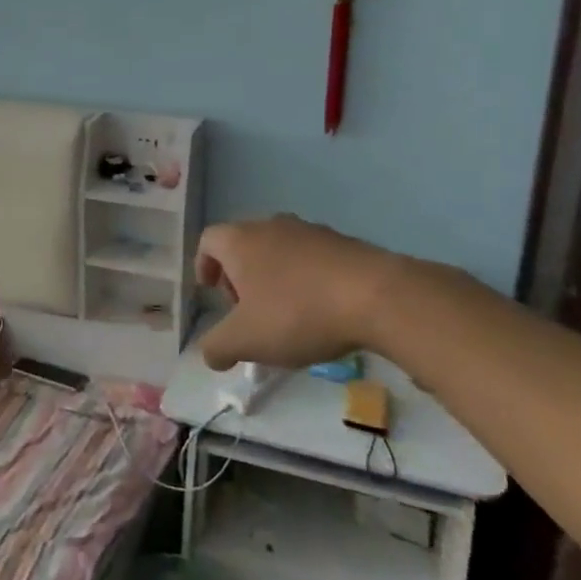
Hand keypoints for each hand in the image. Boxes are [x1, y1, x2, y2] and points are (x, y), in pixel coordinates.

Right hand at [197, 216, 407, 371]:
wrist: (377, 297)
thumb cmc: (297, 313)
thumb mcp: (246, 340)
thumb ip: (217, 347)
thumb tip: (210, 354)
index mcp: (240, 240)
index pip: (208, 240)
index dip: (203, 265)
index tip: (211, 292)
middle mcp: (271, 226)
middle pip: (243, 245)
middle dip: (239, 278)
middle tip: (247, 312)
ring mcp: (310, 231)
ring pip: (279, 251)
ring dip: (273, 279)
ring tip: (286, 317)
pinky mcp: (344, 243)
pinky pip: (311, 259)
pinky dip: (306, 280)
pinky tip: (321, 312)